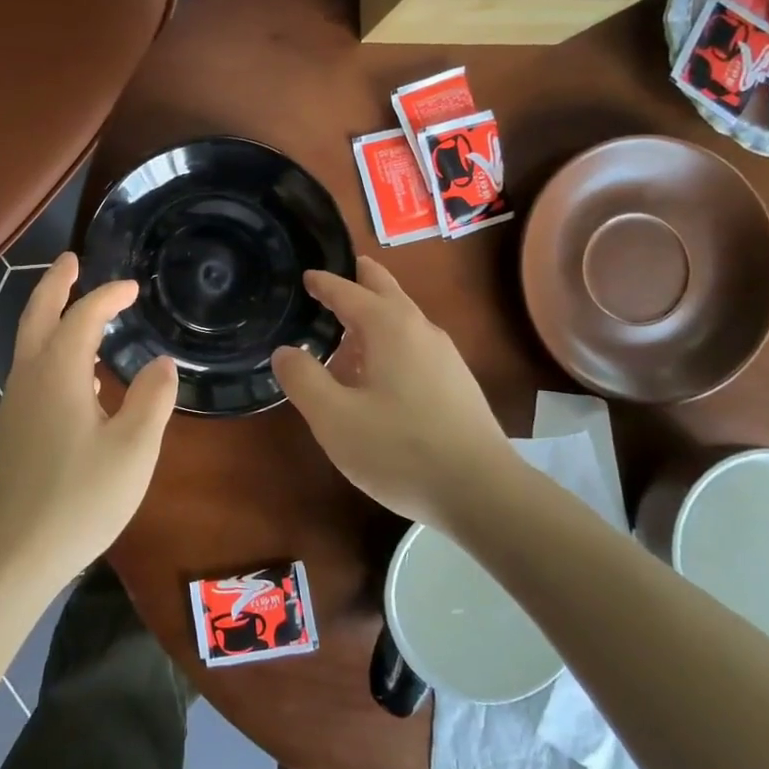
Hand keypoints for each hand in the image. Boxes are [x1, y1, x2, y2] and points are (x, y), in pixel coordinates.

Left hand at [0, 254, 178, 589]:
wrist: (12, 555)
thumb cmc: (79, 498)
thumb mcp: (133, 449)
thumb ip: (152, 399)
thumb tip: (161, 362)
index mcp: (58, 372)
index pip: (83, 316)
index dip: (108, 296)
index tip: (133, 288)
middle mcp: (29, 377)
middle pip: (37, 315)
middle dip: (56, 284)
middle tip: (72, 261)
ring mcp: (13, 404)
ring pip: (29, 344)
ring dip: (50, 317)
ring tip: (79, 313)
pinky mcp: (10, 430)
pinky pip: (31, 372)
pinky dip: (50, 352)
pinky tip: (77, 379)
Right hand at [271, 257, 514, 529]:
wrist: (482, 492)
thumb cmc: (400, 450)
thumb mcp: (334, 418)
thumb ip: (303, 379)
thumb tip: (286, 351)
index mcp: (389, 327)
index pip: (349, 291)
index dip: (324, 283)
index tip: (306, 275)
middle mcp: (420, 329)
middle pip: (386, 289)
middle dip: (359, 278)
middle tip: (334, 276)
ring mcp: (445, 355)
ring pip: (402, 318)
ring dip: (373, 314)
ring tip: (344, 332)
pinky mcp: (456, 382)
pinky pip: (414, 344)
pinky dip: (389, 340)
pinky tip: (376, 375)